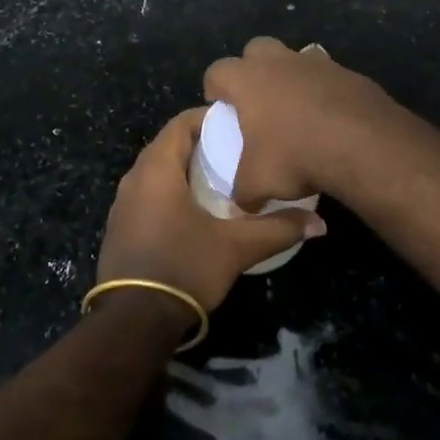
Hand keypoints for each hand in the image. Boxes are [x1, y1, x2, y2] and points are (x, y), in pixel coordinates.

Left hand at [97, 108, 324, 314]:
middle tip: (234, 152)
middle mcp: (135, 177)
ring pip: (156, 171)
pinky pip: (147, 194)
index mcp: (157, 168)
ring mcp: (123, 203)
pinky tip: (193, 211)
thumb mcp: (236, 248)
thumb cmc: (184, 268)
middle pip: (168, 145)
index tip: (236, 125)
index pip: (181, 123)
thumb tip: (318, 223)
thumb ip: (277, 230)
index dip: (208, 118)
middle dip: (200, 144)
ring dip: (184, 170)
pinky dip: (169, 191)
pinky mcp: (120, 227)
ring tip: (219, 180)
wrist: (133, 322)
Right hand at [203, 37, 409, 206]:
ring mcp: (316, 63)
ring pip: (295, 58)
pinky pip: (328, 76)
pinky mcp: (348, 73)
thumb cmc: (296, 155)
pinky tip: (331, 119)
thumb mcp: (258, 183)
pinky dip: (325, 92)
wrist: (363, 144)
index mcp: (248, 79)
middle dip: (252, 68)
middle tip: (257, 100)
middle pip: (256, 49)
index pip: (217, 71)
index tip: (219, 107)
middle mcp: (278, 61)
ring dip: (292, 77)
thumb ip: (243, 191)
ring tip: (297, 111)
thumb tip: (242, 201)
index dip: (214, 87)